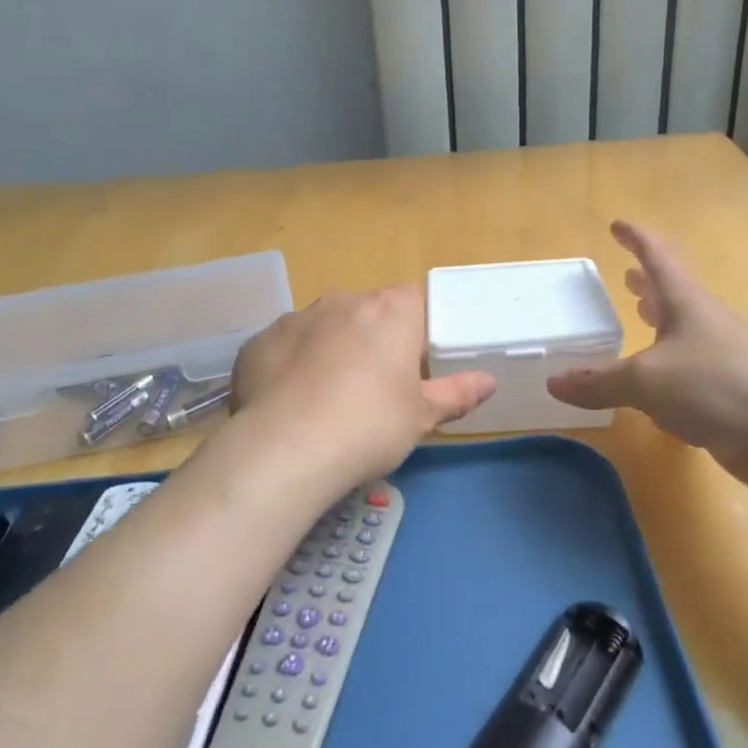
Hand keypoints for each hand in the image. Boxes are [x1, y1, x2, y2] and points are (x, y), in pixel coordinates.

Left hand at [231, 285, 495, 488]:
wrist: (287, 448)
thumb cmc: (370, 426)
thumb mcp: (422, 416)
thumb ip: (457, 393)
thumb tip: (489, 381)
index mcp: (390, 311)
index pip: (412, 300)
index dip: (413, 330)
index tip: (410, 365)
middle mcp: (342, 301)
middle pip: (365, 312)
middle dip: (369, 340)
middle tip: (372, 389)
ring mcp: (295, 318)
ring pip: (322, 327)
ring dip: (328, 350)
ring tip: (326, 400)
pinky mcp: (258, 341)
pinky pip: (284, 348)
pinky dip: (289, 367)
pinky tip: (289, 404)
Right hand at [547, 222, 747, 494]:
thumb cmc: (716, 388)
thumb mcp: (645, 382)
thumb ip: (598, 381)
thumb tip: (553, 383)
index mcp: (687, 304)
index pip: (657, 258)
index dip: (636, 239)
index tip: (617, 224)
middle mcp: (706, 323)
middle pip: (673, 293)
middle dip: (648, 283)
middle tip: (626, 275)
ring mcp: (723, 357)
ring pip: (683, 330)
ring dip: (660, 321)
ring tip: (639, 316)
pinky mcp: (730, 392)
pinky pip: (690, 368)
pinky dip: (668, 365)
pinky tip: (656, 385)